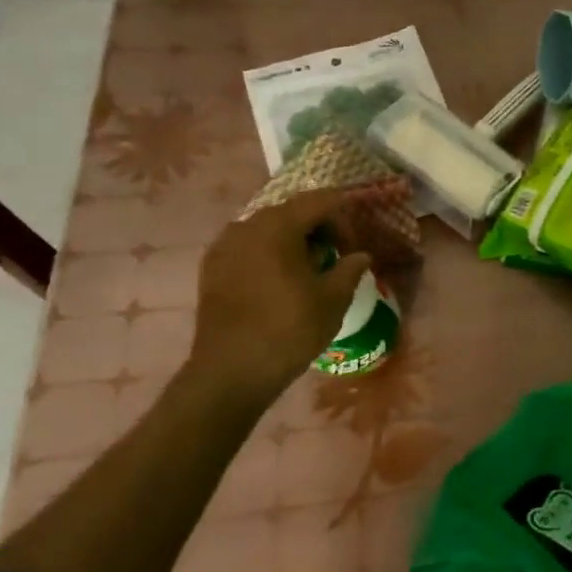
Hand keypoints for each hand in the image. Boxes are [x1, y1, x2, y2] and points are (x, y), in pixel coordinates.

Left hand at [185, 189, 372, 407]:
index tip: (352, 250)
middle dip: (319, 230)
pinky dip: (269, 255)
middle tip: (335, 261)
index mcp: (279, 225)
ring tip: (307, 274)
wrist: (231, 371)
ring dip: (293, 242)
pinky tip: (278, 284)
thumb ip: (350, 269)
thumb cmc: (289, 329)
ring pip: (268, 229)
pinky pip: (248, 247)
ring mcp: (224, 245)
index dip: (344, 219)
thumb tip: (360, 256)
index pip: (321, 200)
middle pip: (293, 212)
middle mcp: (247, 225)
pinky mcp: (211, 268)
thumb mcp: (333, 299)